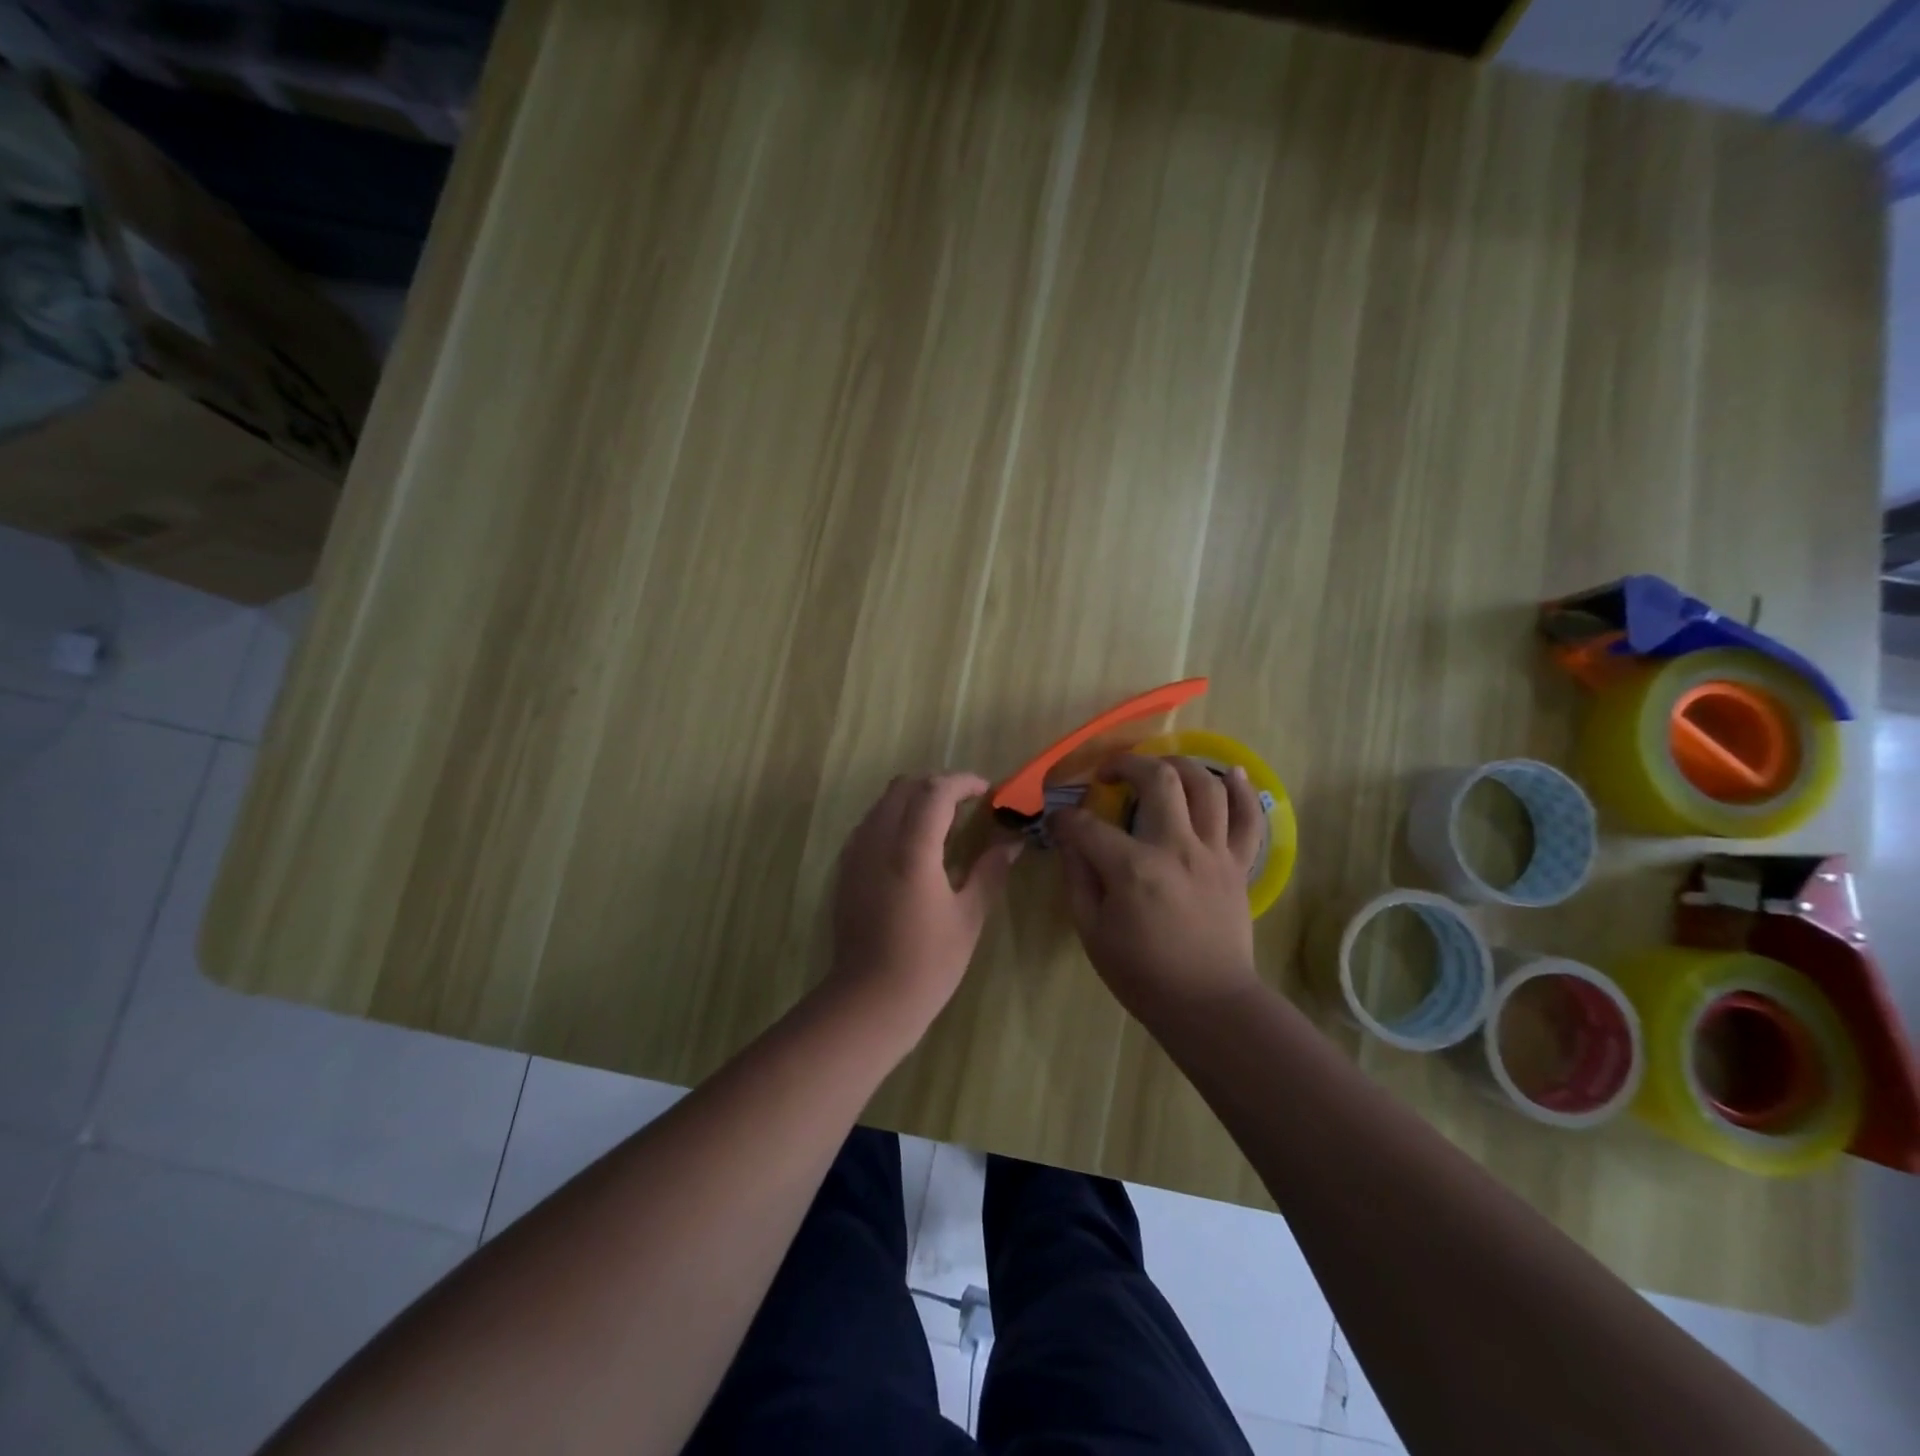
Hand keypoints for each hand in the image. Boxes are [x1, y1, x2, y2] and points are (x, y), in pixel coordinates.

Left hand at [826, 773, 1021, 1037]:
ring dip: (914, 799)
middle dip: (937, 785)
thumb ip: (990, 872)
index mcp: (911, 850)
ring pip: (883, 802)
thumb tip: (1011, 844)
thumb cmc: (928, 962)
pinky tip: (912, 846)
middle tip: (966, 804)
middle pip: (905, 787)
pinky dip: (894, 818)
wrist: (870, 1000)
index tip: (986, 790)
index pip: (935, 791)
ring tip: (942, 822)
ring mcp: (856, 853)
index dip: (963, 782)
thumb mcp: (968, 916)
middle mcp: (878, 841)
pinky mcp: (845, 869)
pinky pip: (870, 824)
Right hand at [1052, 755, 1264, 1020]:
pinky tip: (1230, 772)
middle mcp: (1177, 848)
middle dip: (1126, 765)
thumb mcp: (1091, 931)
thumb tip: (1070, 840)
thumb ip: (1077, 878)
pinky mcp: (1238, 865)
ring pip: (1205, 786)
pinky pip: (1249, 819)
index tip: (1058, 821)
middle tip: (1109, 773)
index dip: (1066, 818)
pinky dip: (1242, 790)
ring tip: (1158, 767)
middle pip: (1157, 780)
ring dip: (1179, 764)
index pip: (1088, 825)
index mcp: (1133, 869)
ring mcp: (1214, 853)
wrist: (1207, 1004)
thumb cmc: (1142, 974)